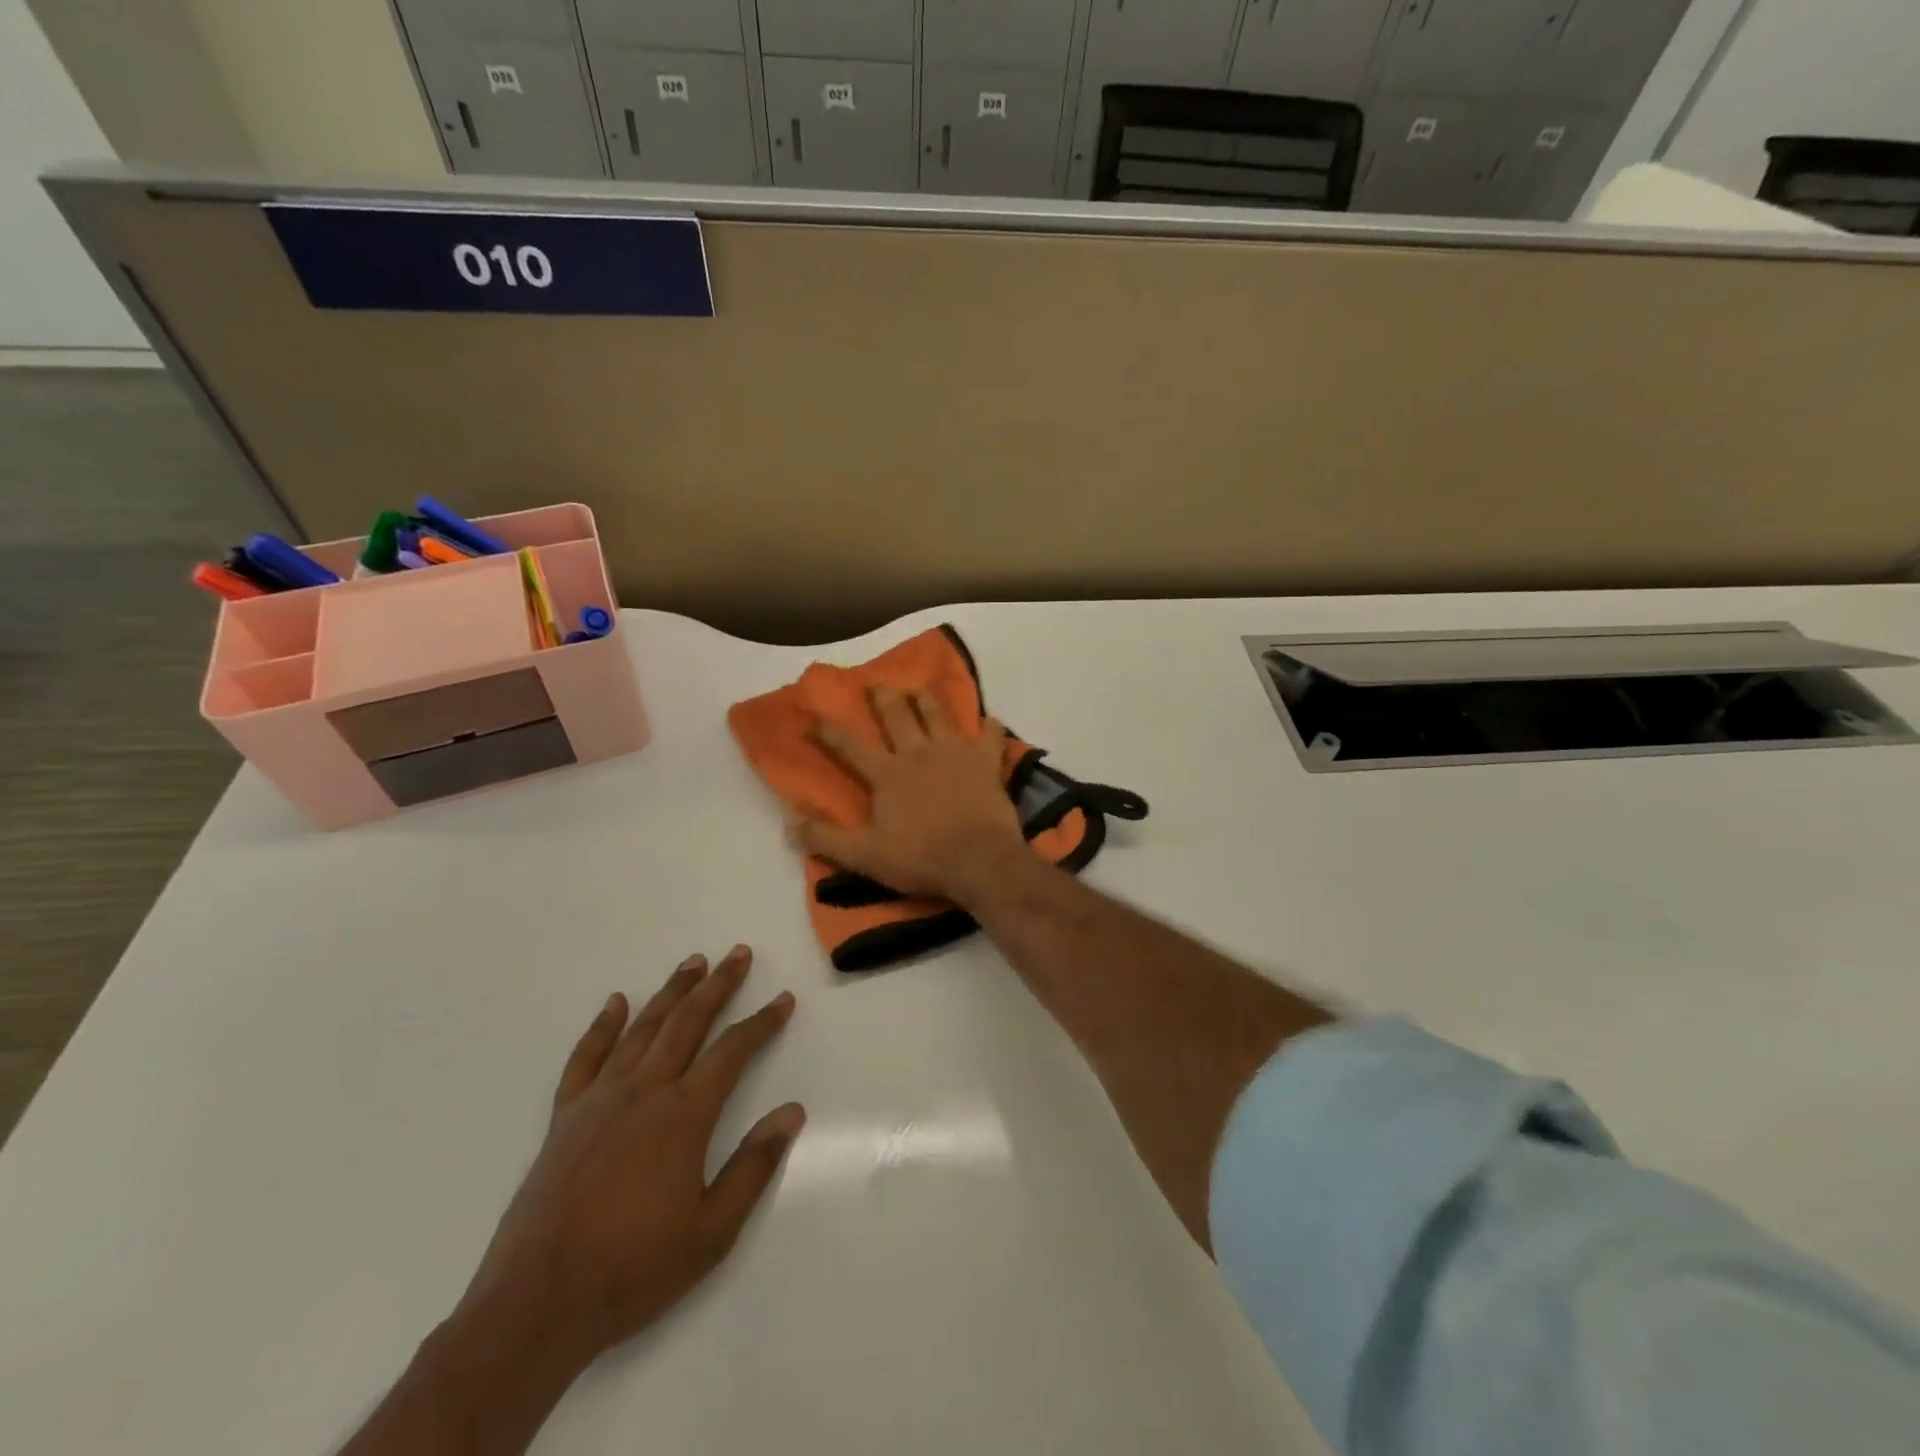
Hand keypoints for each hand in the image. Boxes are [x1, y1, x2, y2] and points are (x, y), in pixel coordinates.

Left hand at [455, 946, 804, 1371]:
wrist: (537, 1304)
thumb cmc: (634, 1269)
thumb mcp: (712, 1230)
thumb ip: (754, 1165)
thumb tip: (792, 1111)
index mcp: (684, 1114)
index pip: (733, 1051)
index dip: (762, 1023)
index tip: (783, 1001)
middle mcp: (644, 1091)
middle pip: (688, 1022)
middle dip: (718, 985)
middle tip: (738, 953)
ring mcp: (600, 1099)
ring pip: (643, 1028)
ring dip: (671, 992)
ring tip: (693, 963)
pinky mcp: (565, 1117)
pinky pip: (587, 1057)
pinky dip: (603, 1026)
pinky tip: (616, 1003)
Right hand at [798, 685, 1028, 903]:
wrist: (979, 860)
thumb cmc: (921, 858)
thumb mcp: (864, 855)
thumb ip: (826, 839)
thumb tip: (789, 823)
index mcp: (887, 773)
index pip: (849, 746)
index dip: (828, 732)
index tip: (813, 718)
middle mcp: (917, 752)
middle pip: (897, 715)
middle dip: (883, 697)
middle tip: (876, 683)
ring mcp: (954, 752)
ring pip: (937, 714)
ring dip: (926, 699)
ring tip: (919, 689)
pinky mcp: (986, 761)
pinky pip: (990, 735)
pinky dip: (990, 726)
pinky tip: (990, 721)